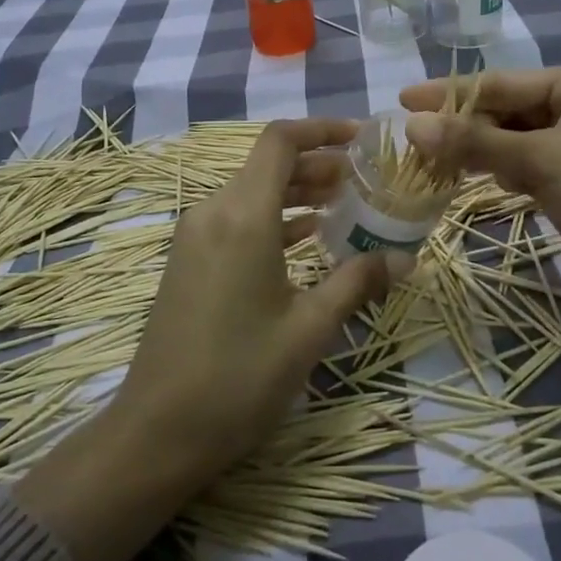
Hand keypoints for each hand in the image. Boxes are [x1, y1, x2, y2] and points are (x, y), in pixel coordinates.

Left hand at [111, 117, 402, 482]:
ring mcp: (196, 235)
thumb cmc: (239, 376)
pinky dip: (274, 217)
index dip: (322, 129)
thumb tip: (404, 258)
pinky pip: (237, 218)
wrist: (156, 431)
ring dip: (297, 191)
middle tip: (364, 178)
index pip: (280, 141)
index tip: (362, 137)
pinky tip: (307, 237)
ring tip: (345, 204)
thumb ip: (357, 282)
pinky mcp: (189, 259)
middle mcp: (214, 211)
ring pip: (253, 191)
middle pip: (268, 164)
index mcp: (243, 215)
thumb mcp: (308, 329)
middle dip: (318, 163)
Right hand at [402, 66, 560, 377]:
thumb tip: (412, 127)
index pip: (501, 84)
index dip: (450, 93)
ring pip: (514, 146)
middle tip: (408, 143)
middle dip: (461, 127)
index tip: (401, 102)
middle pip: (506, 113)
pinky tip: (470, 184)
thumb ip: (477, 143)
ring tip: (427, 165)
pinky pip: (527, 174)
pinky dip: (499, 177)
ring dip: (476, 154)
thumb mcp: (547, 159)